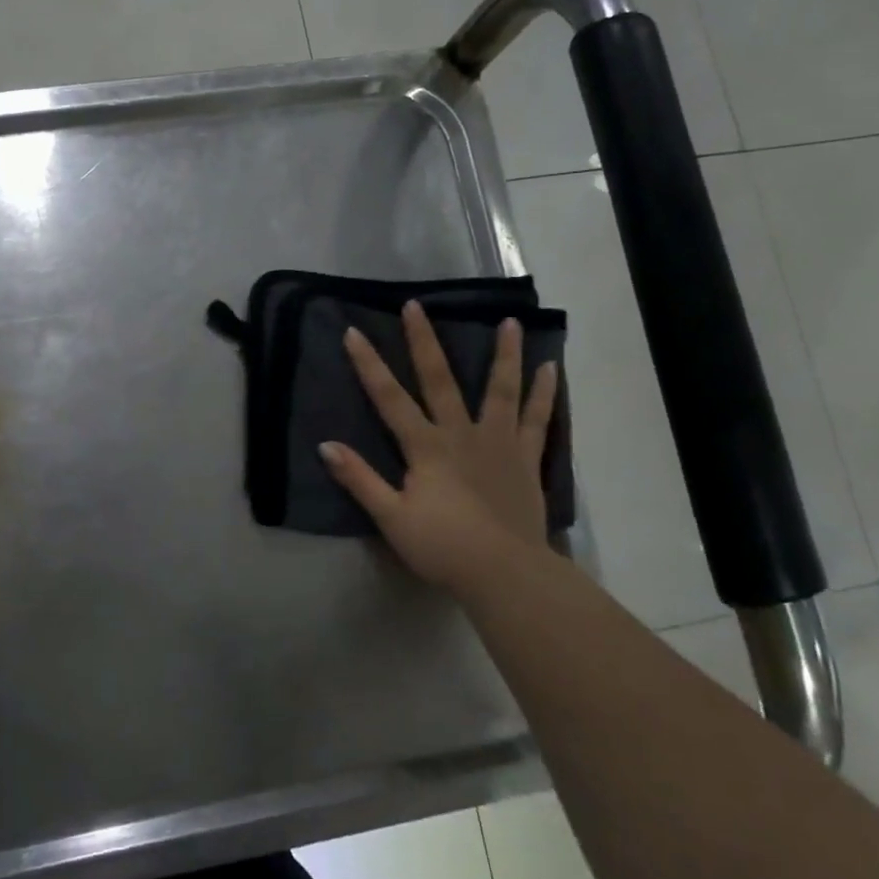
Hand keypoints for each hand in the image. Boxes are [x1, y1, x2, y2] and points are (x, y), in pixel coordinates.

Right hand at [321, 306, 557, 590]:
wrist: (504, 572)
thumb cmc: (442, 546)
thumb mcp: (390, 517)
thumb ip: (360, 479)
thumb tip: (326, 445)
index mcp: (425, 447)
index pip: (389, 398)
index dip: (369, 365)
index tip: (353, 332)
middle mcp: (461, 434)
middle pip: (439, 380)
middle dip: (424, 342)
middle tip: (416, 306)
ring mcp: (498, 443)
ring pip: (500, 391)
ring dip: (503, 355)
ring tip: (509, 322)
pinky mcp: (526, 460)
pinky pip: (538, 421)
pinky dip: (545, 395)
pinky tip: (552, 369)